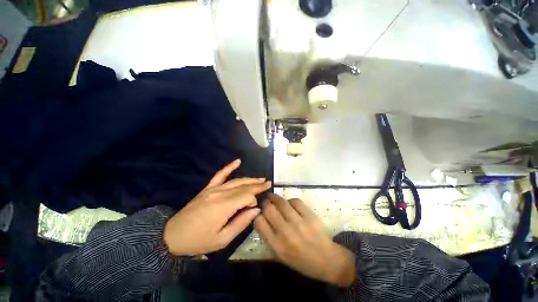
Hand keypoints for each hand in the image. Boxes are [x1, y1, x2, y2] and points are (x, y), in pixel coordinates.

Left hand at [164, 159, 270, 255]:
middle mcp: (220, 193)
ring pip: (236, 180)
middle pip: (243, 186)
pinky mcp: (208, 188)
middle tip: (268, 183)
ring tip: (260, 178)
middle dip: (257, 185)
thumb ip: (241, 223)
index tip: (255, 207)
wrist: (172, 236)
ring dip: (249, 179)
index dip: (254, 199)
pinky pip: (220, 175)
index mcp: (224, 206)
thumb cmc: (199, 241)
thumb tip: (256, 210)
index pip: (247, 196)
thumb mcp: (222, 239)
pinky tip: (238, 161)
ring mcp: (213, 189)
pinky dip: (229, 167)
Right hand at [254, 194, 355, 287]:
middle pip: (268, 209)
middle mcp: (286, 232)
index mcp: (277, 245)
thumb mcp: (280, 256)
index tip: (259, 213)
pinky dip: (290, 200)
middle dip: (265, 203)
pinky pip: (295, 201)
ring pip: (281, 202)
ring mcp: (298, 222)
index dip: (257, 215)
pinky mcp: (309, 215)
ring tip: (272, 197)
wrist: (326, 260)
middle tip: (265, 202)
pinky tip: (290, 203)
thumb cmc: (301, 261)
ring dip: (274, 197)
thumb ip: (269, 237)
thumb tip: (261, 218)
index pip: (259, 222)